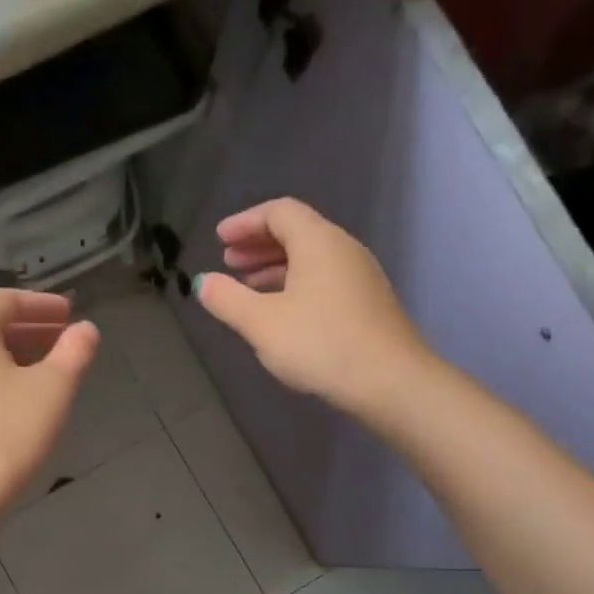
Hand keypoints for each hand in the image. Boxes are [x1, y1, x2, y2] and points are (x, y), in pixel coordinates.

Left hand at [0, 289, 98, 526]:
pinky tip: (11, 406)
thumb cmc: (6, 436)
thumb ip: (73, 353)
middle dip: (26, 329)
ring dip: (8, 356)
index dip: (40, 304)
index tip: (69, 314)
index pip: (3, 300)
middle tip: (60, 340)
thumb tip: (86, 330)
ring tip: (41, 373)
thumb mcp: (53, 391)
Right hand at [196, 198, 428, 413]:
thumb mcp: (262, 323)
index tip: (219, 239)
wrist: (390, 381)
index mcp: (318, 241)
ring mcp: (361, 276)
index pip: (278, 212)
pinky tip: (282, 312)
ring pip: (311, 258)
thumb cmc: (320, 344)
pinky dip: (296, 284)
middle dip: (258, 244)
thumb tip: (203, 282)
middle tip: (229, 262)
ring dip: (276, 266)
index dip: (245, 222)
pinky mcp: (368, 303)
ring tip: (248, 288)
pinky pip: (324, 279)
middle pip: (297, 232)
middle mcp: (343, 249)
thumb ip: (227, 299)